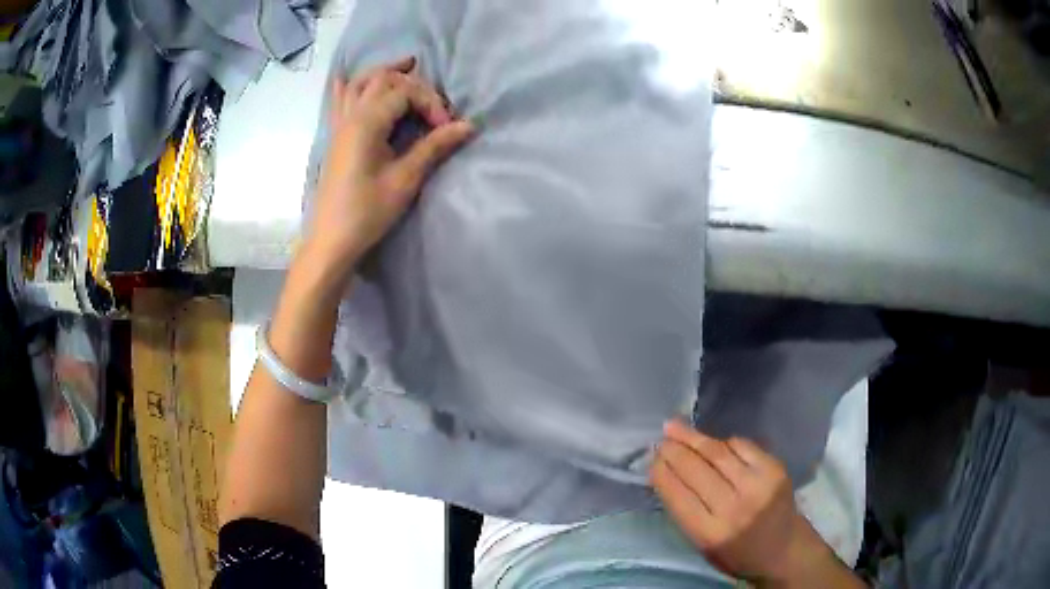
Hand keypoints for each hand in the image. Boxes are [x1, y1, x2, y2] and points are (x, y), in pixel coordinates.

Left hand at [307, 56, 473, 273]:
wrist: (332, 240)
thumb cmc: (368, 212)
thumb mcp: (405, 179)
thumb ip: (434, 147)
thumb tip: (468, 126)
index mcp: (366, 122)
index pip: (405, 92)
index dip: (431, 104)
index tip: (447, 129)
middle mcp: (350, 115)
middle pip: (383, 79)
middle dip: (413, 83)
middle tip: (433, 102)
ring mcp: (339, 125)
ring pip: (359, 83)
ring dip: (383, 72)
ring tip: (406, 66)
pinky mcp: (336, 137)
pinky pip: (339, 100)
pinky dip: (349, 85)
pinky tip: (349, 78)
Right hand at [651, 421, 845, 585]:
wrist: (784, 548)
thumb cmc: (737, 553)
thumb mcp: (702, 545)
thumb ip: (686, 511)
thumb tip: (666, 474)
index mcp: (711, 533)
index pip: (678, 496)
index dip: (662, 473)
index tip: (651, 460)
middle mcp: (735, 508)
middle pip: (697, 470)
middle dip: (675, 451)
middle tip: (660, 438)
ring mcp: (758, 485)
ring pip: (719, 453)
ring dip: (694, 438)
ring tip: (675, 427)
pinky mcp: (775, 469)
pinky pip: (743, 446)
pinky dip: (724, 442)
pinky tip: (712, 441)